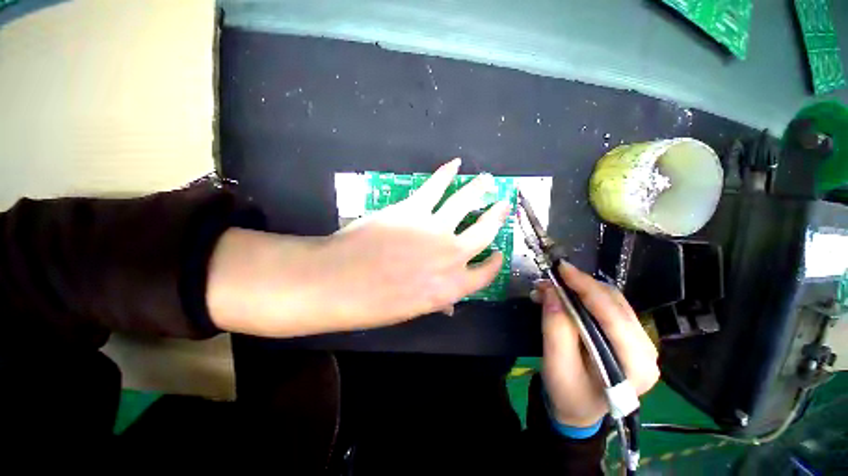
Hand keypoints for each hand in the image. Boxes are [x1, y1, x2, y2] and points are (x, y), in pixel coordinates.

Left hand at [207, 158, 510, 336]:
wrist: (340, 281)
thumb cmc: (375, 303)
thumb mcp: (412, 309)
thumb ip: (437, 301)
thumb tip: (449, 305)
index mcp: (452, 285)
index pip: (485, 273)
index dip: (495, 262)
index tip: (498, 253)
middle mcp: (451, 254)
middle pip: (484, 231)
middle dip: (497, 216)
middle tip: (503, 205)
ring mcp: (434, 228)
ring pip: (465, 202)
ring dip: (479, 189)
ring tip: (487, 181)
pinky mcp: (413, 209)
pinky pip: (435, 186)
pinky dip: (445, 173)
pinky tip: (454, 165)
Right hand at [536, 263, 658, 426]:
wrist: (580, 409)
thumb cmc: (569, 395)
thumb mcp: (557, 367)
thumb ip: (556, 330)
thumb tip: (551, 293)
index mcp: (635, 365)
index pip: (613, 316)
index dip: (586, 287)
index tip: (561, 268)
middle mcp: (646, 350)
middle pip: (614, 303)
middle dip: (579, 285)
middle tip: (549, 279)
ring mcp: (639, 341)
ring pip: (611, 300)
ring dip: (579, 289)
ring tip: (551, 287)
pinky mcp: (627, 335)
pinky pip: (606, 306)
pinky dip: (582, 296)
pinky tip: (564, 296)